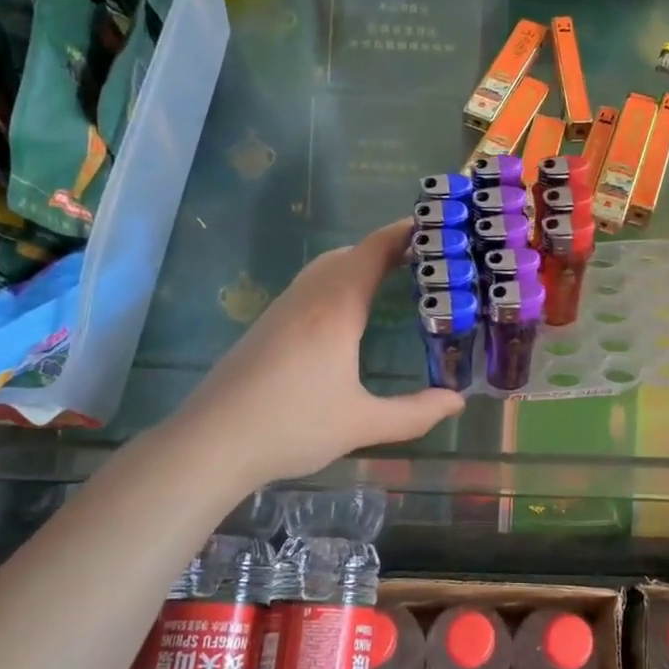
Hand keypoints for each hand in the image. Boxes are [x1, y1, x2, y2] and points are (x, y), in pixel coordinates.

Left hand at [175, 221, 465, 486]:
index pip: (373, 252)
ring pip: (325, 268)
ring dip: (358, 263)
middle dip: (385, 248)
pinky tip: (345, 313)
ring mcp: (282, 309)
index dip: (402, 234)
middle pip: (349, 254)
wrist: (211, 442)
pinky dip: (337, 281)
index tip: (434, 226)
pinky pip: (310, 286)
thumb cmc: (292, 426)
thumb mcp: (362, 424)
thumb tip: (457, 401)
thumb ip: (414, 413)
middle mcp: (308, 298)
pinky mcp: (266, 326)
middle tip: (423, 259)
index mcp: (336, 309)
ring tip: (390, 278)